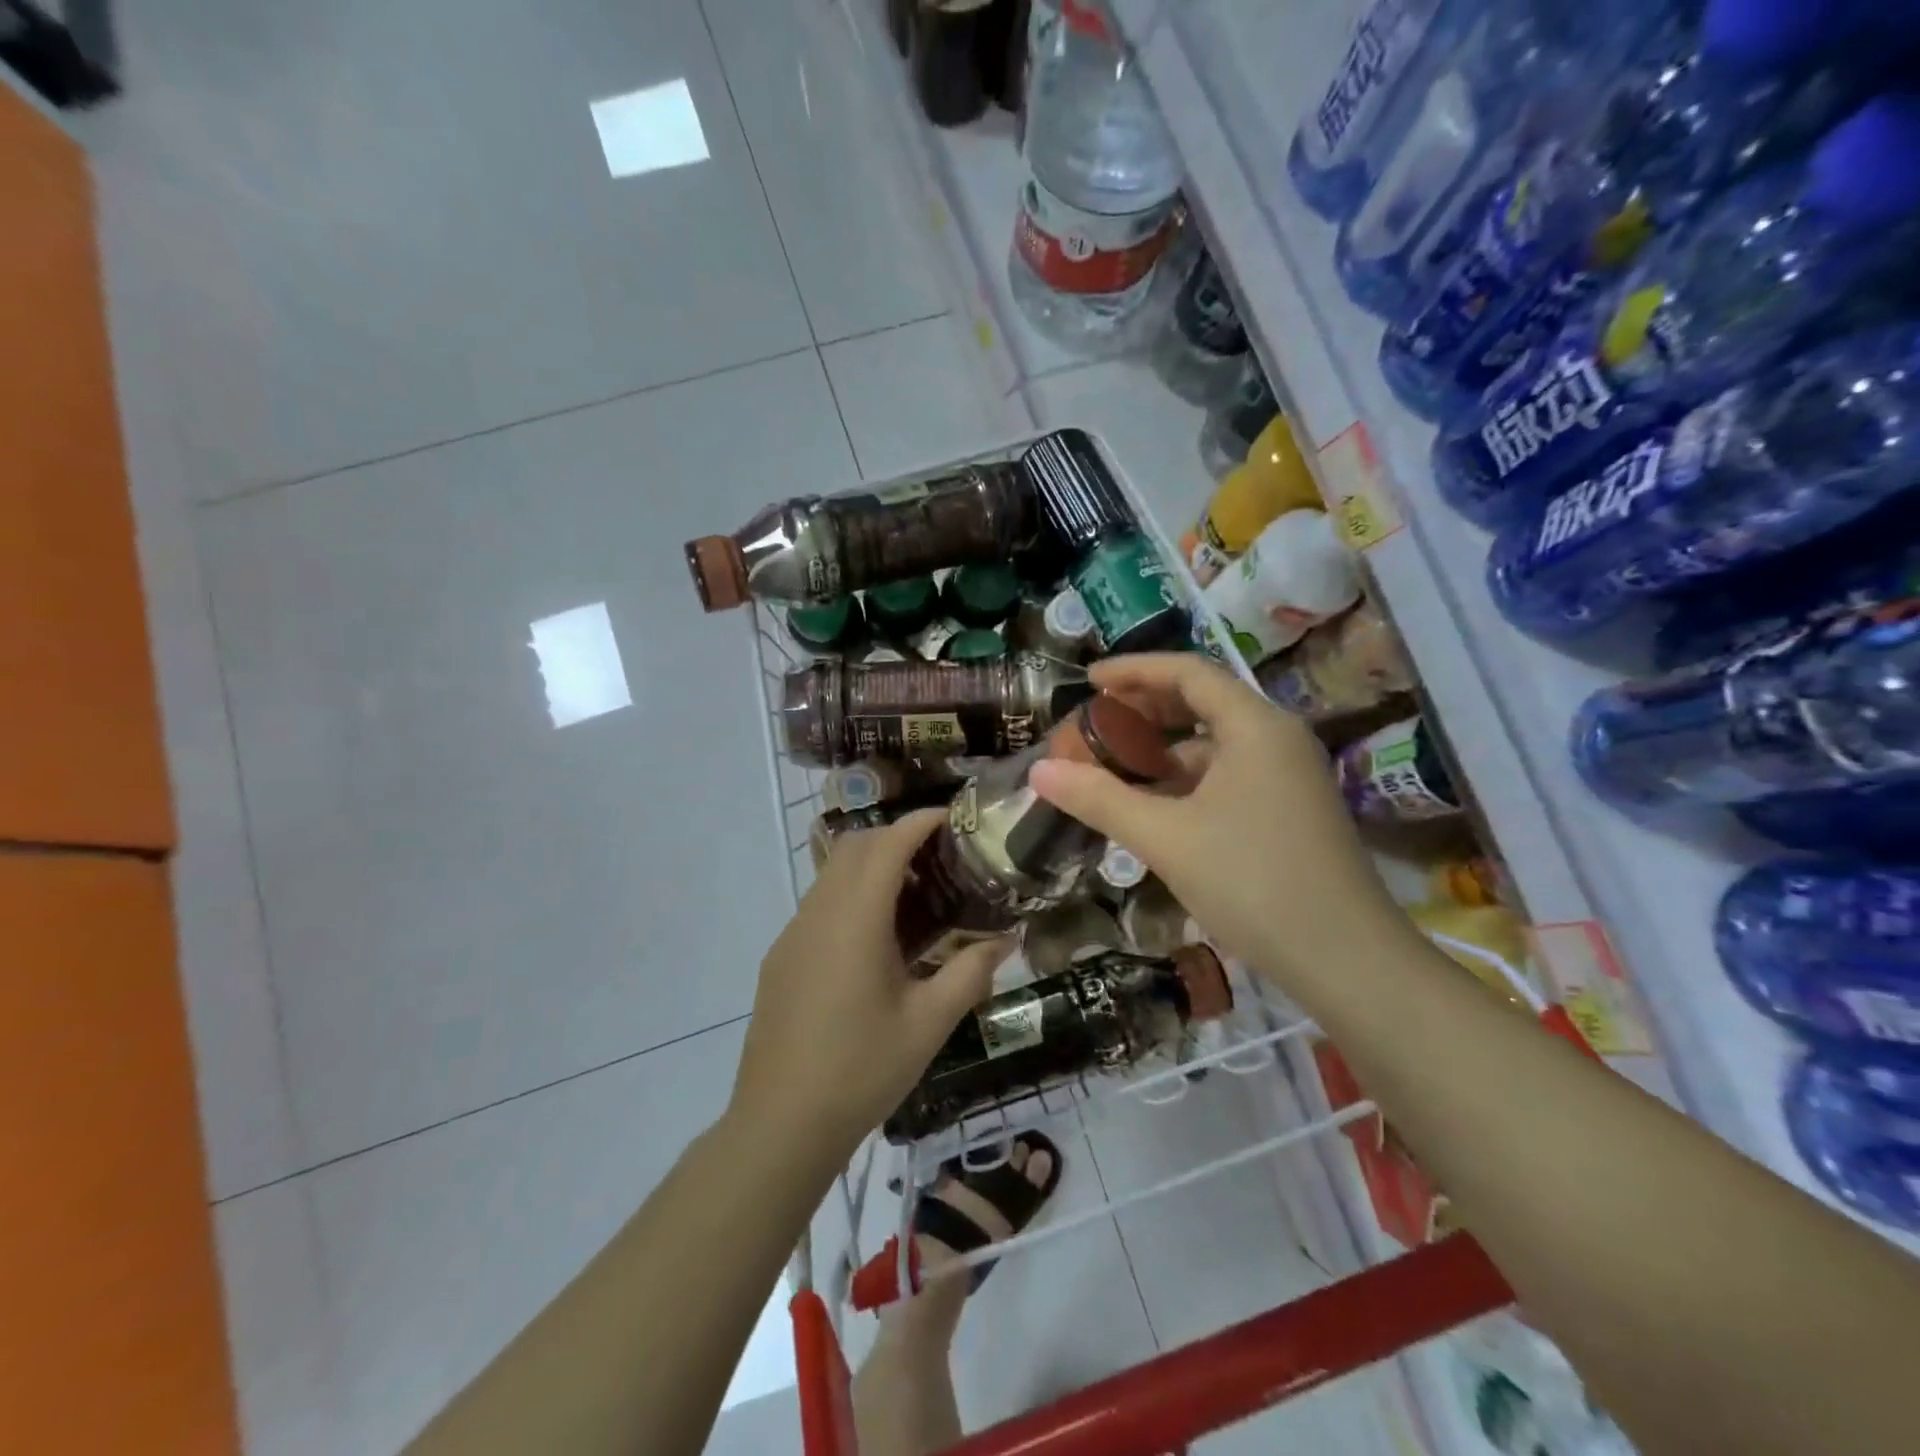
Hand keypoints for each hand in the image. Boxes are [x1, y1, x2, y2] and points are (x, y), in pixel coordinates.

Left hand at [730, 810, 1010, 1157]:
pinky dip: (851, 895)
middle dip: (897, 837)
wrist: (780, 1124)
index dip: (920, 822)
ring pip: (832, 873)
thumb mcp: (929, 1023)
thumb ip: (971, 972)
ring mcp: (793, 933)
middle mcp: (818, 912)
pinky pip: (819, 904)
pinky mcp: (781, 956)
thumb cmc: (861, 1070)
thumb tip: (1007, 939)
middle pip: (855, 847)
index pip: (888, 843)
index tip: (953, 818)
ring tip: (915, 897)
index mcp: (855, 919)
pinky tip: (877, 940)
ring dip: (872, 866)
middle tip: (941, 858)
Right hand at [1029, 654, 1408, 994]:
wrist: (1346, 960)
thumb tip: (1039, 770)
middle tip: (1096, 721)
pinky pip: (1229, 774)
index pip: (1188, 672)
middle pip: (1204, 701)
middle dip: (1146, 708)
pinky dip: (1187, 779)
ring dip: (1164, 747)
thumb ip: (1099, 799)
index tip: (1089, 680)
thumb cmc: (1253, 883)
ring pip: (1216, 743)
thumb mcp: (1166, 838)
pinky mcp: (1291, 809)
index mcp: (1255, 726)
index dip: (1134, 670)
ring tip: (1115, 764)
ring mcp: (1290, 775)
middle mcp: (1277, 738)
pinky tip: (1155, 805)